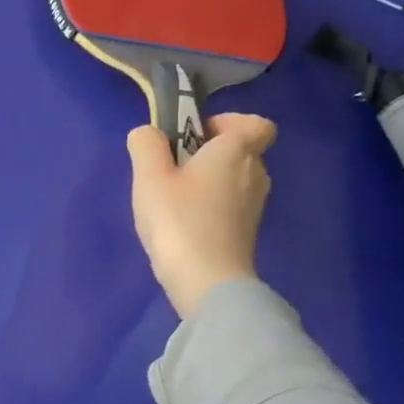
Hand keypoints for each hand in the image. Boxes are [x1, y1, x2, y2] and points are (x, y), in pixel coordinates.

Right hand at [127, 113, 277, 318]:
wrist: (207, 281)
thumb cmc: (179, 219)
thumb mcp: (149, 176)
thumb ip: (146, 145)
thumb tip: (149, 133)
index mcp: (237, 151)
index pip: (256, 124)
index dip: (226, 123)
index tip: (193, 136)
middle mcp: (255, 173)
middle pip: (239, 150)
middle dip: (206, 153)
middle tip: (169, 168)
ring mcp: (255, 204)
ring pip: (233, 178)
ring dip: (206, 180)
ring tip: (170, 198)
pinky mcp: (246, 230)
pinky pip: (229, 203)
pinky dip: (209, 204)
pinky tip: (181, 221)